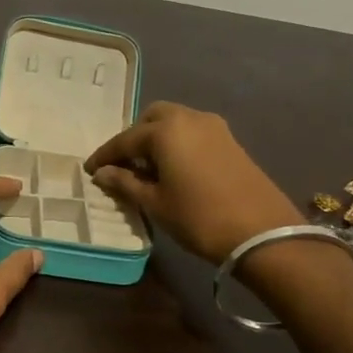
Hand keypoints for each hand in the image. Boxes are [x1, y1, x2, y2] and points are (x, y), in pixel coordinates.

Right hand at [84, 102, 302, 263]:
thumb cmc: (199, 218)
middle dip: (134, 138)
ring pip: (175, 123)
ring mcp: (214, 127)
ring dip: (157, 139)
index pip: (124, 140)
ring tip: (148, 170)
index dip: (104, 156)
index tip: (90, 170)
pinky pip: (193, 133)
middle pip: (152, 119)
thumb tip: (102, 173)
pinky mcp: (230, 141)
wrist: (262, 233)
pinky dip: (178, 144)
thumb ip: (125, 183)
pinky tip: (174, 170)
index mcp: (165, 130)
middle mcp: (189, 118)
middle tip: (123, 166)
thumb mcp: (155, 203)